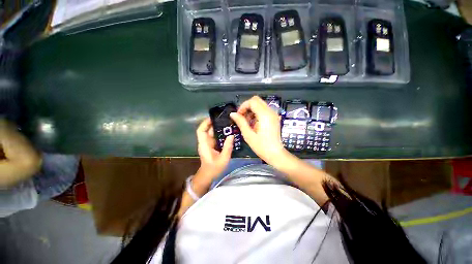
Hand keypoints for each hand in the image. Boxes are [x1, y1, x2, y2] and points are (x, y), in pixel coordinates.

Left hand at [195, 118, 233, 183]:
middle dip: (214, 123)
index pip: (201, 130)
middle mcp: (205, 142)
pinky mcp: (212, 146)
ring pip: (212, 133)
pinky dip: (220, 134)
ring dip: (218, 128)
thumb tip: (231, 135)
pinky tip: (228, 132)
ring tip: (228, 124)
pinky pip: (215, 137)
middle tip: (225, 119)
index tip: (213, 118)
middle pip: (207, 130)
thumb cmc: (214, 168)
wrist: (208, 176)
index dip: (205, 123)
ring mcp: (208, 144)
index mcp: (204, 145)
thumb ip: (227, 147)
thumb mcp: (223, 159)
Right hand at [230, 96, 287, 162]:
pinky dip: (257, 113)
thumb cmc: (261, 146)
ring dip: (252, 110)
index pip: (252, 101)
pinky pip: (264, 110)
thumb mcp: (248, 135)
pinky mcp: (274, 118)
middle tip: (242, 117)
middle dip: (247, 107)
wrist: (275, 154)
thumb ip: (241, 122)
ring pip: (260, 104)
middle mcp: (270, 112)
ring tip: (247, 122)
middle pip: (257, 100)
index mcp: (264, 115)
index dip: (243, 106)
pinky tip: (254, 123)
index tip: (238, 115)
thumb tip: (232, 113)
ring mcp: (273, 114)